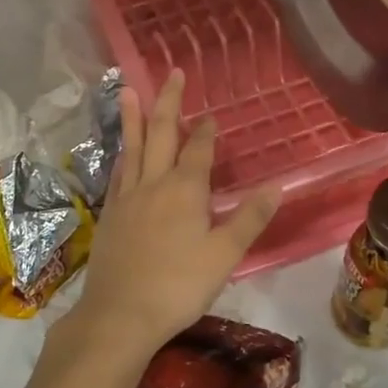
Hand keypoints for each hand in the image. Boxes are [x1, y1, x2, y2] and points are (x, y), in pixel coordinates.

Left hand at [65, 70, 278, 362]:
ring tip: (129, 90)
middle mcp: (154, 183)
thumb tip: (277, 186)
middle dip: (168, 102)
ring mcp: (128, 197)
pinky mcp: (111, 214)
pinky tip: (121, 150)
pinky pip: (118, 172)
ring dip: (134, 117)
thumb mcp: (224, 256)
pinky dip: (122, 154)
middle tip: (172, 73)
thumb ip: (249, 219)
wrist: (119, 314)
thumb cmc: (178, 286)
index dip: (205, 130)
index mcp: (185, 190)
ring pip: (133, 147)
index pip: (198, 150)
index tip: (210, 114)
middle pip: (162, 134)